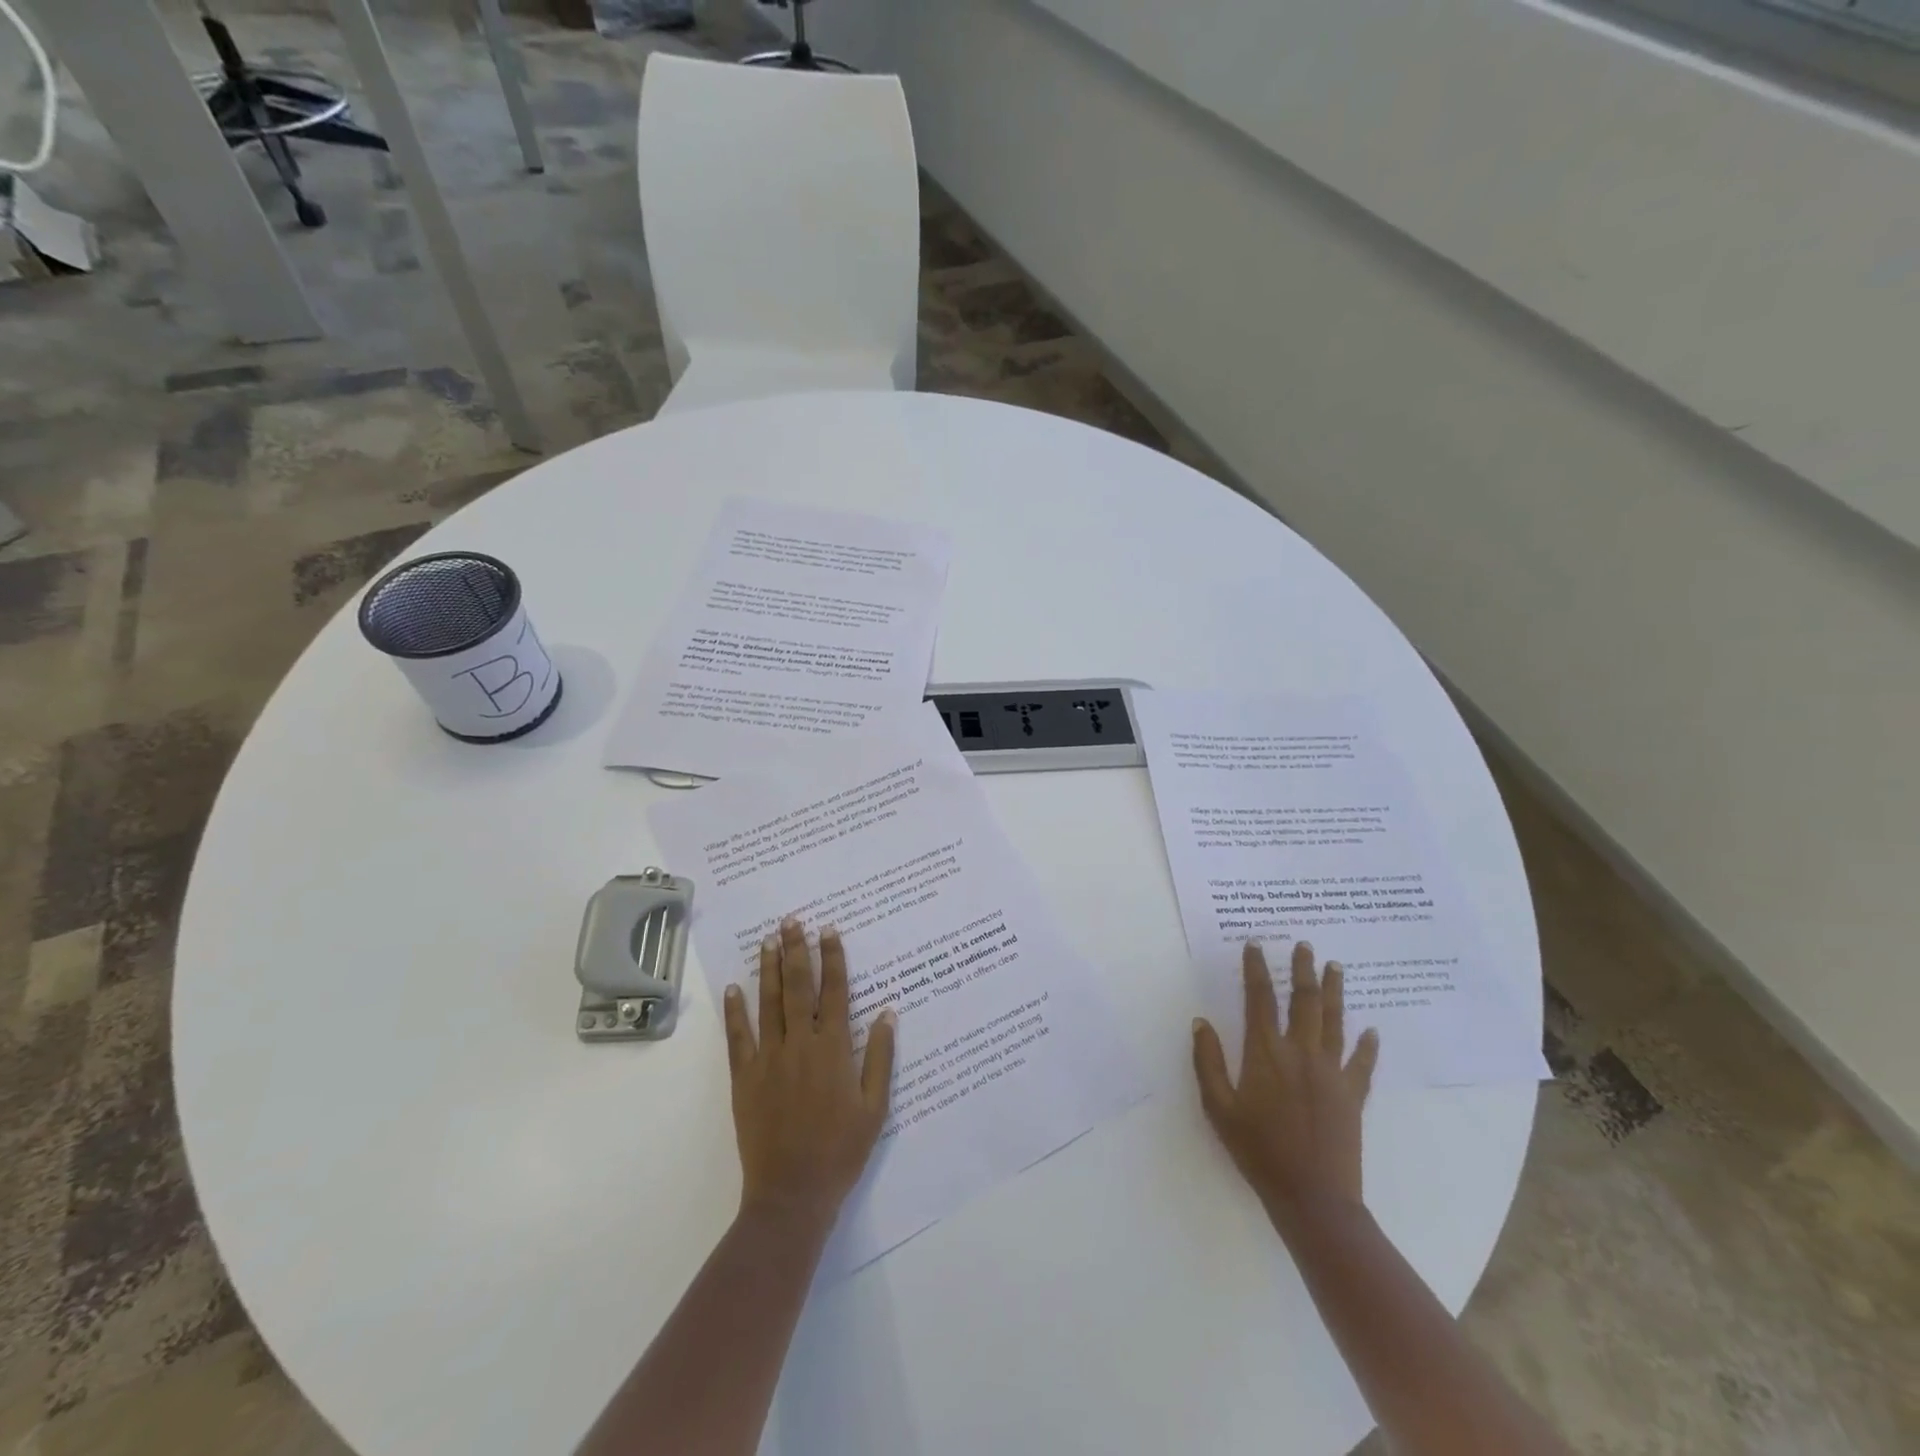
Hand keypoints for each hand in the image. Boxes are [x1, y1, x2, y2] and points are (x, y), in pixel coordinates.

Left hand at [724, 917, 896, 1228]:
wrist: (793, 1194)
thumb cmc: (841, 1150)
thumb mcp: (875, 1107)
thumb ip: (880, 1058)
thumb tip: (888, 1013)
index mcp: (834, 1050)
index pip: (835, 992)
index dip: (833, 959)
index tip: (829, 931)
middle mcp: (800, 1045)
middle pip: (799, 988)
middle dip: (797, 951)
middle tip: (792, 921)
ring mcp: (769, 1060)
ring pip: (769, 1004)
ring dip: (769, 969)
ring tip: (768, 940)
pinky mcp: (744, 1079)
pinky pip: (738, 1038)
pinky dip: (735, 1011)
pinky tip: (733, 988)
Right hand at [1191, 940, 1379, 1225]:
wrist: (1312, 1197)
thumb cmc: (1258, 1150)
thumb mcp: (1218, 1108)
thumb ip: (1207, 1062)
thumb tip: (1200, 1022)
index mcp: (1265, 1052)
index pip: (1259, 998)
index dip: (1256, 969)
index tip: (1255, 945)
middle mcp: (1300, 1052)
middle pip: (1304, 1000)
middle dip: (1302, 969)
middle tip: (1305, 944)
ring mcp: (1331, 1072)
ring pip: (1334, 1020)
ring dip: (1334, 991)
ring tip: (1336, 966)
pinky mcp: (1353, 1094)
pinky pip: (1362, 1062)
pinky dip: (1368, 1045)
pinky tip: (1372, 1031)